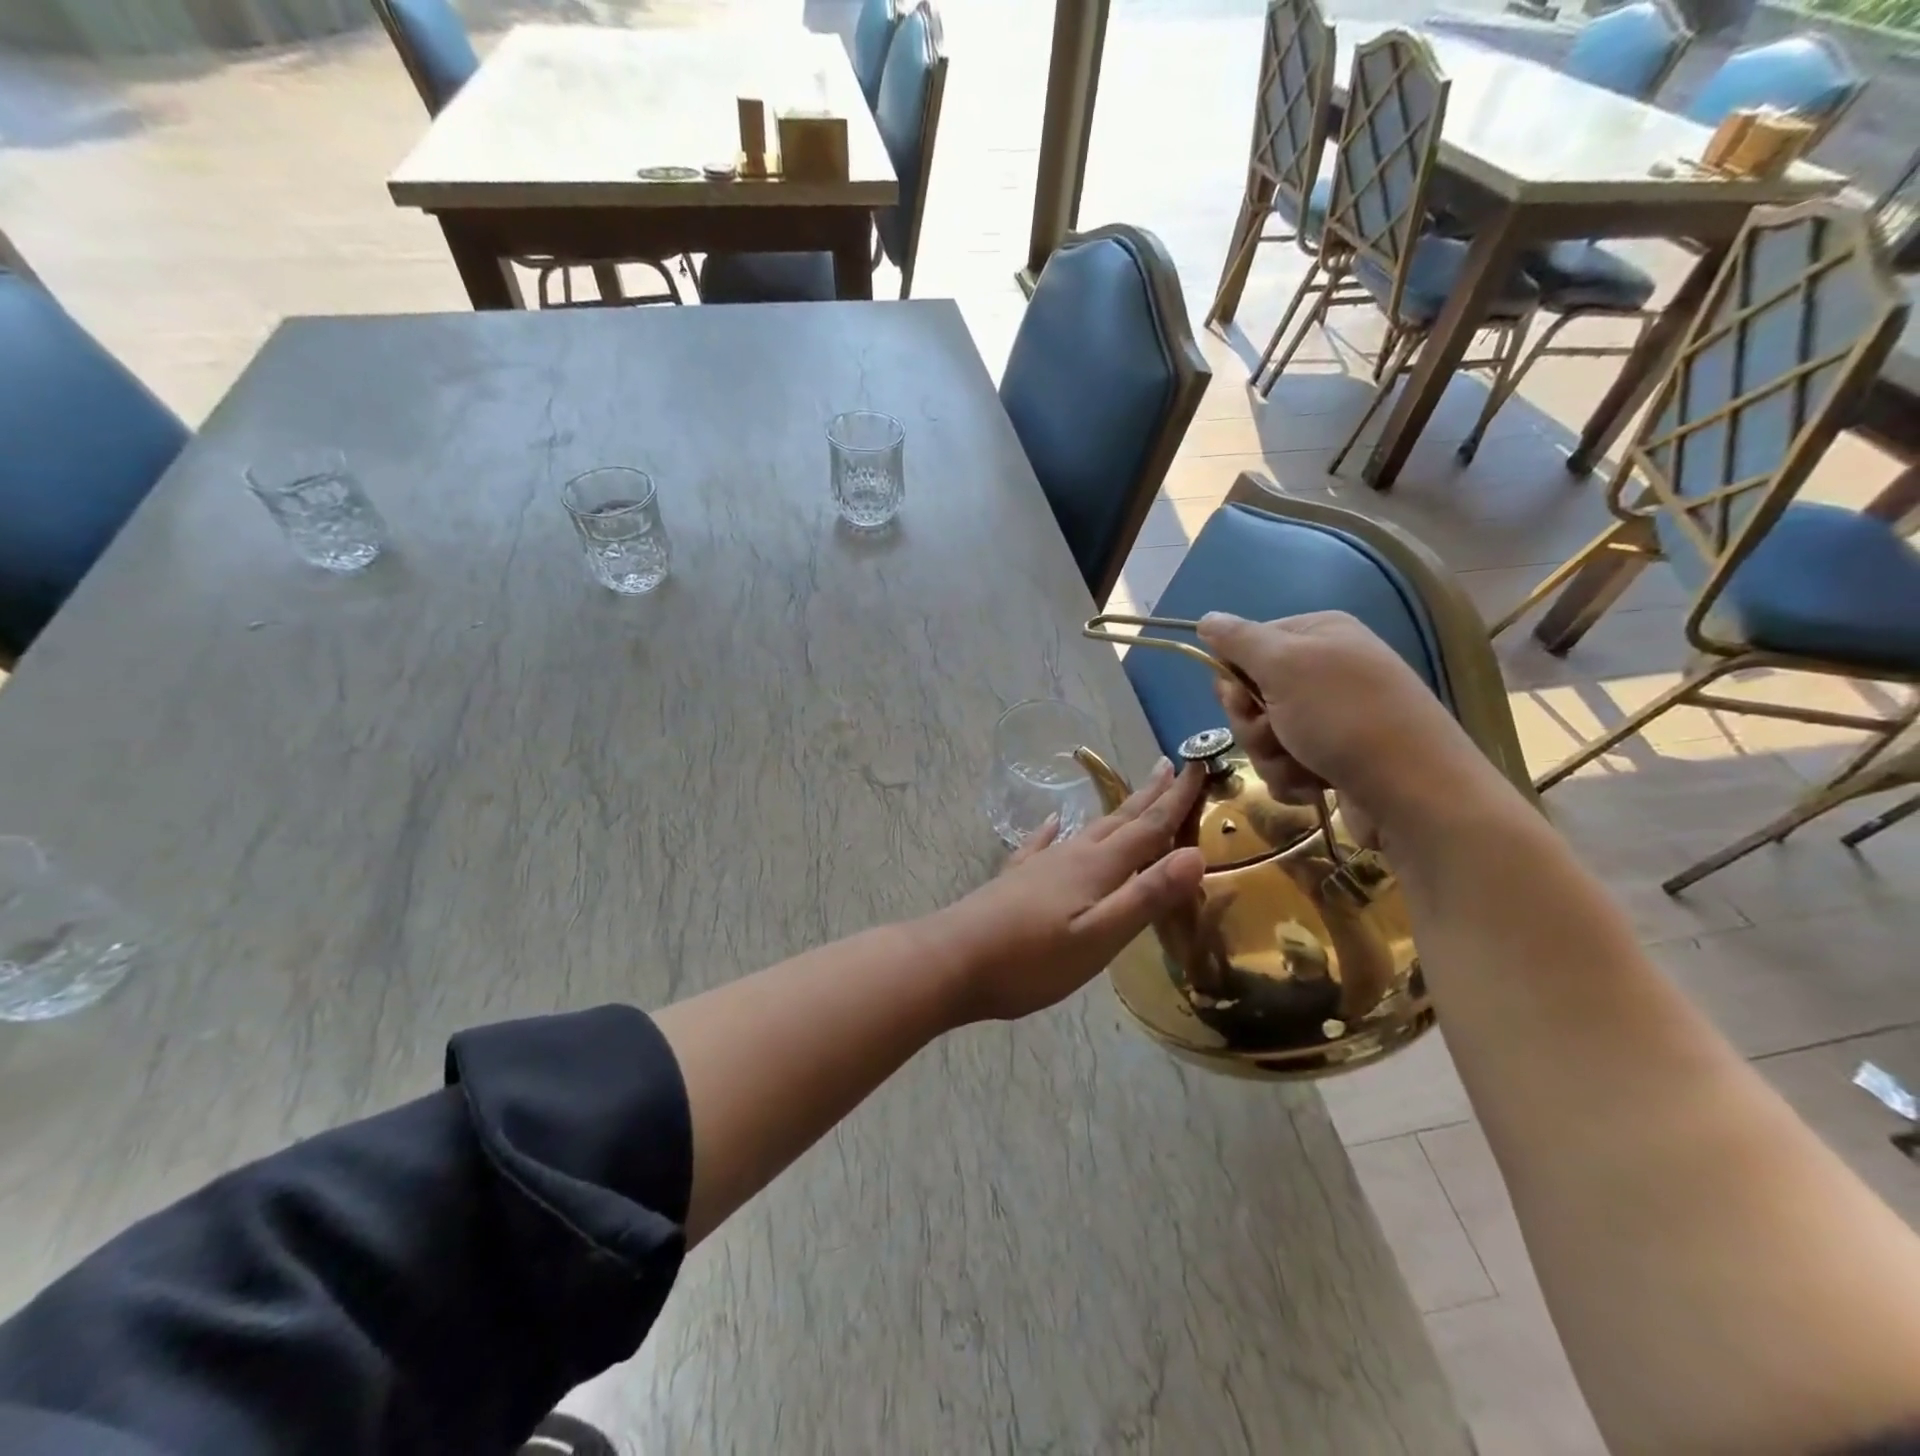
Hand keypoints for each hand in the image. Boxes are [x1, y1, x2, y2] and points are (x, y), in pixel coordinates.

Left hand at [929, 760, 1206, 1022]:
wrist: (952, 960)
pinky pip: (1042, 844)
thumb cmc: (1031, 959)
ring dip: (1114, 812)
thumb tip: (1196, 854)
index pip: (1148, 827)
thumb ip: (1146, 897)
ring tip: (1130, 796)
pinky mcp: (1016, 880)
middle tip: (1171, 766)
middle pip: (1119, 820)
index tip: (1198, 766)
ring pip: (1087, 829)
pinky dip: (1054, 830)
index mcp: (1096, 867)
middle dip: (1149, 796)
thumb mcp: (1099, 937)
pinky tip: (1054, 822)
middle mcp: (1070, 855)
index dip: (1176, 800)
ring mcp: (1039, 865)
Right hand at [1194, 611, 1501, 845]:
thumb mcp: (1285, 665)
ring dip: (1272, 756)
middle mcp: (1326, 670)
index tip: (1241, 697)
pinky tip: (1317, 785)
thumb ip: (1239, 640)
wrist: (1414, 792)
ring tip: (1304, 765)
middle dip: (1254, 723)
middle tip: (1277, 732)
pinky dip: (1292, 778)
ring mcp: (1332, 717)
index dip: (1234, 676)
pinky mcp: (1335, 758)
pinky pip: (1286, 764)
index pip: (1247, 645)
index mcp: (1319, 634)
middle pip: (1252, 694)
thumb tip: (1206, 618)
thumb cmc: (1345, 718)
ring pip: (1265, 735)